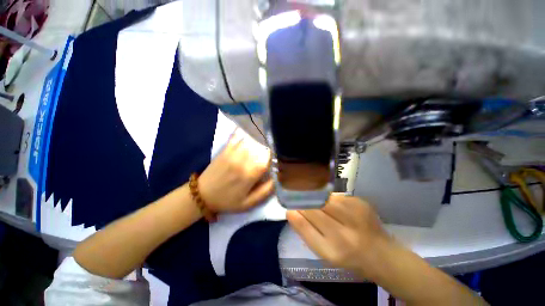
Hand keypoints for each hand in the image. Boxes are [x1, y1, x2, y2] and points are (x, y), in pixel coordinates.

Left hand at [198, 129, 273, 212]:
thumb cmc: (228, 200)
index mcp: (250, 173)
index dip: (276, 155)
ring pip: (251, 140)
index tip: (279, 157)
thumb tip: (278, 178)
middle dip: (269, 148)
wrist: (202, 195)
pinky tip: (249, 131)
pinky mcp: (225, 149)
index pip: (269, 158)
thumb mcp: (249, 203)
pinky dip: (244, 133)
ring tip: (264, 141)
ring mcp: (233, 152)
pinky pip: (237, 136)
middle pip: (262, 147)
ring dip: (259, 140)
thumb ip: (265, 191)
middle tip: (272, 150)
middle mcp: (243, 160)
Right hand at [287, 195, 389, 276]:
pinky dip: (328, 196)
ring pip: (324, 198)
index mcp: (331, 252)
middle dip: (303, 201)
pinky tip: (330, 201)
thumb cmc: (347, 256)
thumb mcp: (324, 252)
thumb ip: (307, 231)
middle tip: (298, 197)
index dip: (295, 213)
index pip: (304, 227)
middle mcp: (344, 236)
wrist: (381, 254)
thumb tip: (292, 211)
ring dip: (315, 196)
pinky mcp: (361, 204)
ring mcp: (355, 217)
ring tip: (311, 196)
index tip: (289, 206)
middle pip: (314, 209)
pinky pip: (336, 195)